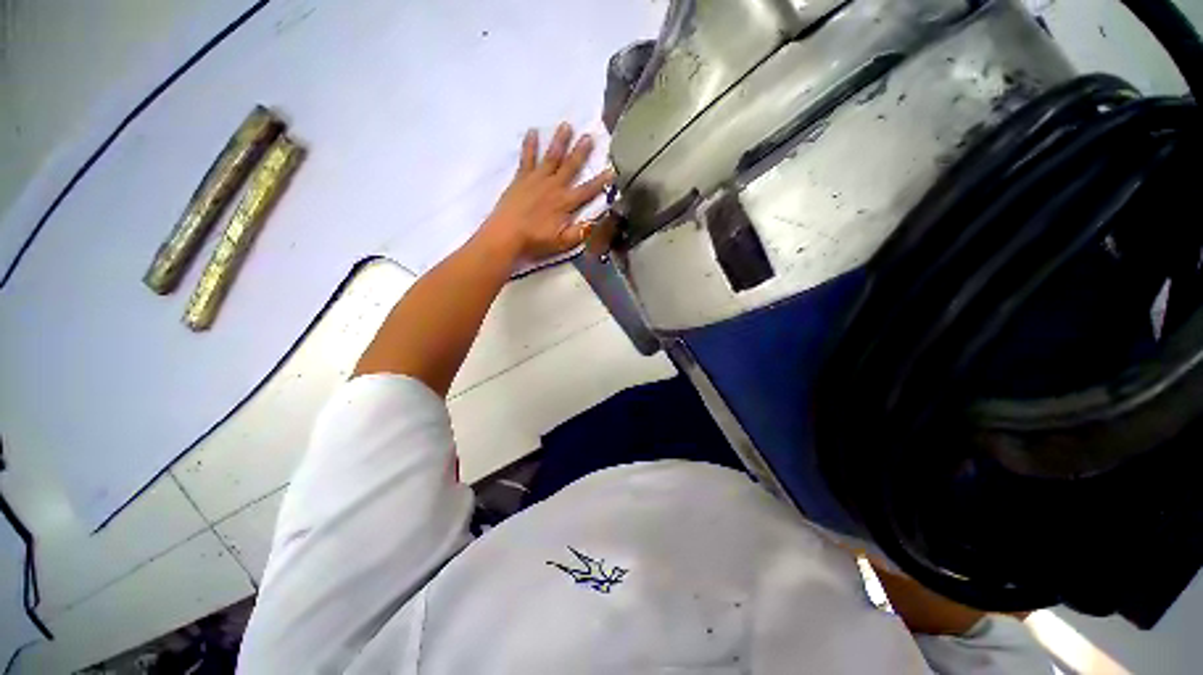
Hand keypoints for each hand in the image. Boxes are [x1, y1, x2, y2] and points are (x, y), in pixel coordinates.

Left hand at [478, 122, 613, 262]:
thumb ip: (582, 232)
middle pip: (570, 166)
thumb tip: (599, 221)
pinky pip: (527, 158)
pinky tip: (532, 131)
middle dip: (581, 152)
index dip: (601, 181)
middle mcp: (554, 187)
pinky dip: (529, 145)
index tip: (612, 170)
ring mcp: (536, 180)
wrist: (506, 235)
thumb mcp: (563, 242)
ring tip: (566, 125)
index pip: (588, 190)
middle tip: (589, 136)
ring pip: (551, 157)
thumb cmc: (536, 241)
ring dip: (560, 141)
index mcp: (565, 203)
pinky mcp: (521, 179)